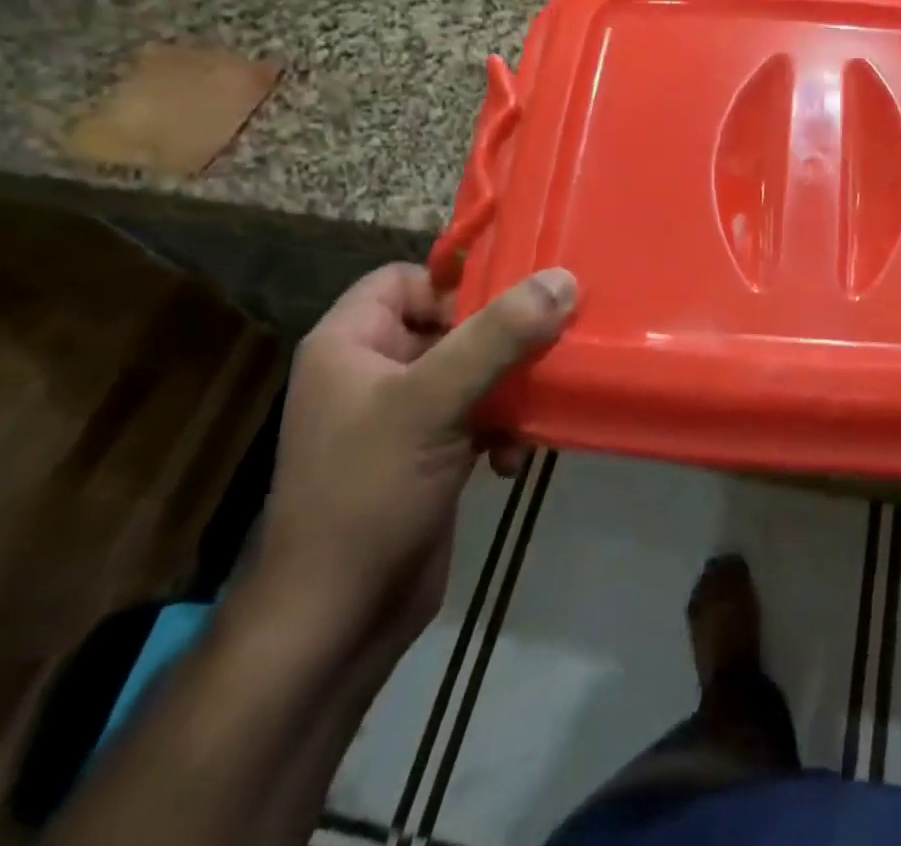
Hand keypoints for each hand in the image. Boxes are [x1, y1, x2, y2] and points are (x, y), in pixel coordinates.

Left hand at [248, 264, 578, 652]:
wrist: (337, 621)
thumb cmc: (369, 493)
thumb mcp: (434, 402)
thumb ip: (499, 335)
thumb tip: (563, 278)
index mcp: (351, 343)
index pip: (408, 278)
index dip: (459, 284)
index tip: (513, 303)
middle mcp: (374, 370)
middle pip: (452, 323)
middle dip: (503, 340)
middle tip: (548, 347)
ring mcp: (403, 415)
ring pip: (474, 368)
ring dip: (511, 387)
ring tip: (533, 410)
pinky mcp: (430, 452)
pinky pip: (479, 412)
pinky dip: (502, 428)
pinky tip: (514, 459)